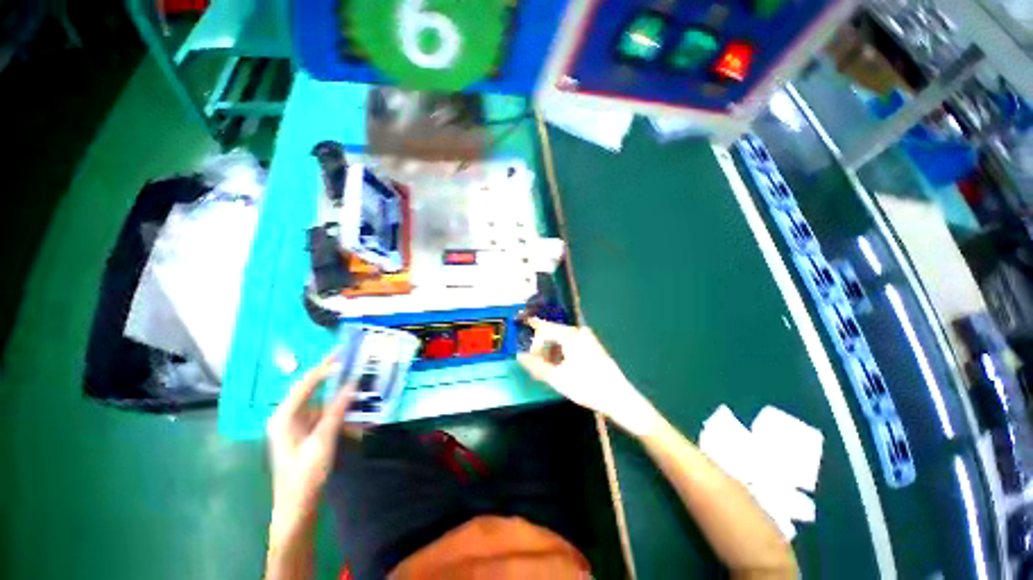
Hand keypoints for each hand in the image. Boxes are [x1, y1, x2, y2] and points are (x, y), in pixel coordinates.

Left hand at [266, 354, 353, 527]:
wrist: (297, 507)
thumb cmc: (305, 475)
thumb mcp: (322, 441)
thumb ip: (337, 410)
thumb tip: (352, 383)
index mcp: (284, 417)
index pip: (305, 383)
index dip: (324, 367)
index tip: (342, 353)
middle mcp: (288, 418)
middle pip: (312, 390)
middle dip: (333, 378)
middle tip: (353, 364)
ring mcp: (297, 427)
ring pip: (321, 403)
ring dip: (341, 398)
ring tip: (360, 387)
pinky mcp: (306, 435)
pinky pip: (325, 416)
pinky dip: (341, 413)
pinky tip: (357, 413)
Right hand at [517, 318, 660, 435]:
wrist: (617, 397)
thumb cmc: (586, 386)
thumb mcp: (556, 378)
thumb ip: (535, 365)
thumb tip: (520, 356)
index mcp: (569, 335)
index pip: (544, 328)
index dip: (532, 334)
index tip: (525, 343)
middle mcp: (578, 332)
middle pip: (553, 333)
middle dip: (542, 347)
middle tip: (535, 363)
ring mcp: (588, 338)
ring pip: (562, 339)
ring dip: (552, 351)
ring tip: (548, 368)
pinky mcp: (593, 346)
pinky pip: (571, 344)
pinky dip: (562, 352)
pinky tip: (562, 366)